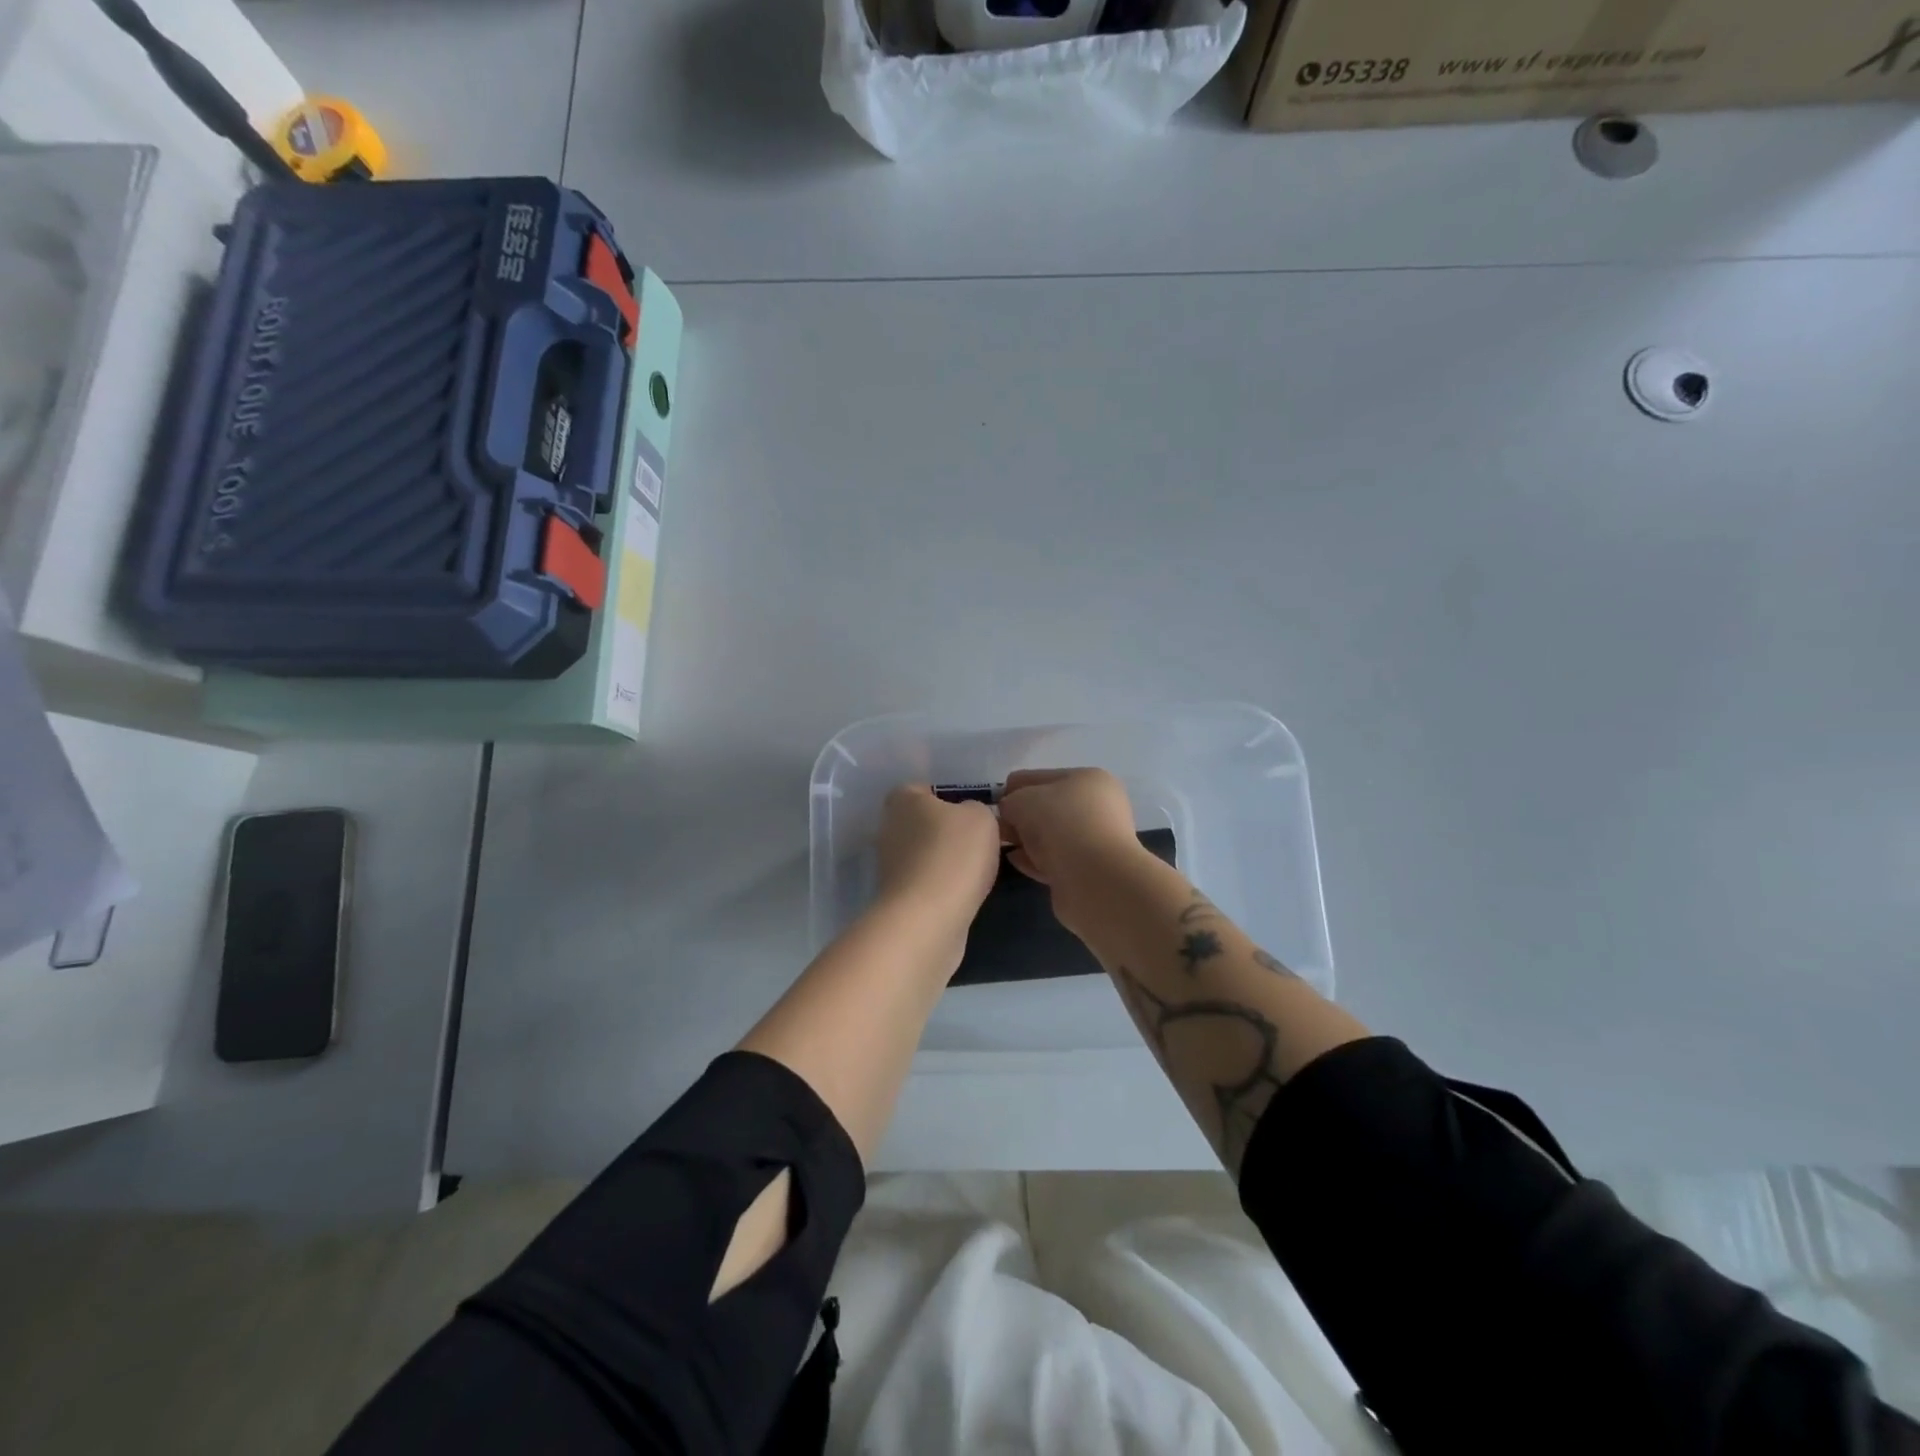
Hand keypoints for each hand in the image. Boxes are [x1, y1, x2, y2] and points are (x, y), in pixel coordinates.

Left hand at [874, 785, 1001, 934]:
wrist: (928, 918)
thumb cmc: (954, 854)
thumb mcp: (981, 817)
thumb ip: (976, 808)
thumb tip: (968, 817)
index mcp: (902, 800)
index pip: (922, 788)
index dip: (948, 797)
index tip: (971, 813)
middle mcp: (888, 828)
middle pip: (922, 822)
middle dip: (946, 831)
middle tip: (977, 841)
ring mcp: (889, 865)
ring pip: (924, 854)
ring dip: (944, 861)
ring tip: (975, 870)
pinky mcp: (897, 897)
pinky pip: (925, 882)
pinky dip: (942, 886)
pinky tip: (962, 893)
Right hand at [997, 768, 1146, 892]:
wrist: (1095, 879)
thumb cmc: (1060, 824)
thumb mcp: (1023, 800)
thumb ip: (1010, 801)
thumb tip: (1009, 812)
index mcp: (1089, 780)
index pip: (1041, 777)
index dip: (1014, 788)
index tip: (993, 805)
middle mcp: (1098, 807)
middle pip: (1048, 807)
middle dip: (1021, 815)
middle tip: (996, 827)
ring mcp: (1096, 841)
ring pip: (1051, 835)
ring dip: (1027, 838)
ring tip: (1001, 844)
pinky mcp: (1089, 871)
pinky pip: (1055, 860)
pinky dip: (1035, 859)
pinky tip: (1015, 860)